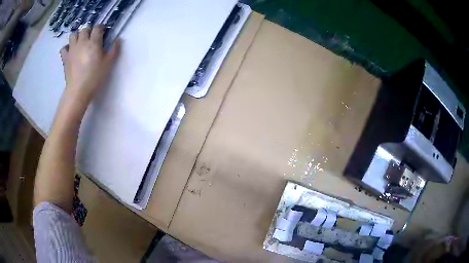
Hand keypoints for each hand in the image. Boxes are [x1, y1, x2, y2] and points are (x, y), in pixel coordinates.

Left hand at [60, 24, 119, 105]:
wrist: (78, 90)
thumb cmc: (94, 77)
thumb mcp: (108, 63)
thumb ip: (114, 49)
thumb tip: (117, 39)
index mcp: (93, 42)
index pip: (97, 28)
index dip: (101, 27)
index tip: (103, 31)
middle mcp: (82, 42)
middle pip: (85, 29)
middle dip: (89, 30)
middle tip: (92, 36)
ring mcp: (72, 49)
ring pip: (73, 35)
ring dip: (77, 35)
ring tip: (80, 41)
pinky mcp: (65, 58)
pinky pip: (64, 47)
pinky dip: (67, 47)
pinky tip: (70, 50)